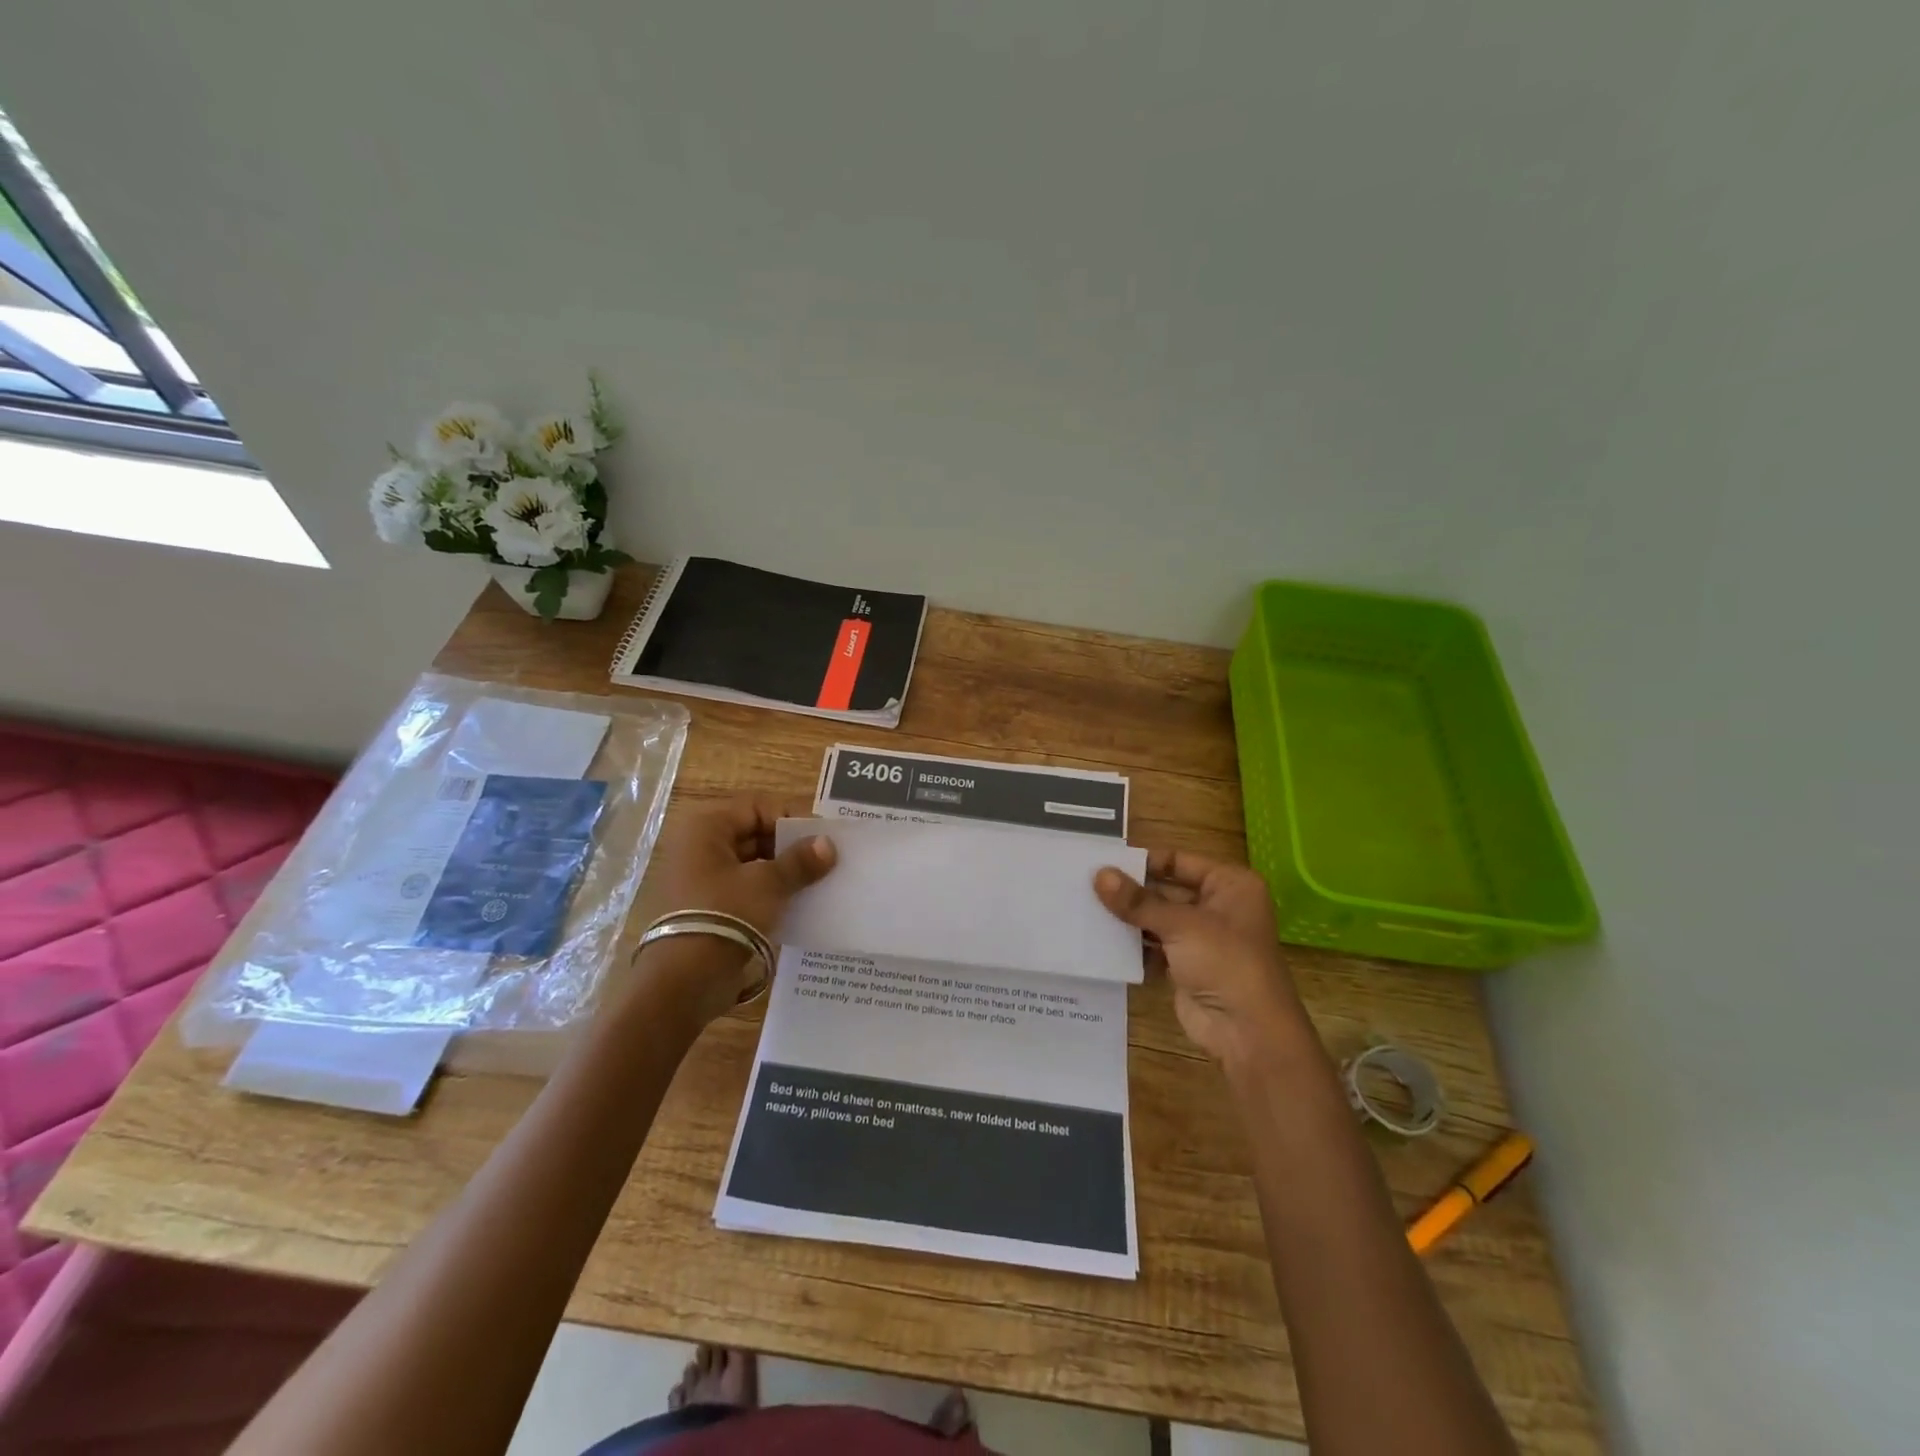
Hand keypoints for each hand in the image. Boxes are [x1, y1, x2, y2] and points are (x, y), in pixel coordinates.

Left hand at [627, 796, 835, 1025]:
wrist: (684, 980)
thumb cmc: (725, 915)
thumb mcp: (768, 883)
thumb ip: (800, 861)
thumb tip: (828, 844)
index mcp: (707, 827)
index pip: (758, 807)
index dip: (792, 819)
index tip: (822, 839)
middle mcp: (699, 845)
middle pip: (754, 832)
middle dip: (790, 847)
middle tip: (824, 862)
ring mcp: (700, 877)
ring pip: (752, 862)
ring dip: (782, 871)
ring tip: (816, 883)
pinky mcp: (707, 906)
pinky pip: (745, 888)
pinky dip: (769, 892)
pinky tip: (797, 903)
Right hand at [1094, 849, 1310, 1070]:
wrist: (1248, 1031)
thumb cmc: (1225, 962)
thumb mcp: (1180, 924)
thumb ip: (1137, 901)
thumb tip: (1098, 875)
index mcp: (1230, 884)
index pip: (1178, 860)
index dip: (1144, 861)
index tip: (1104, 862)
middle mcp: (1218, 906)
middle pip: (1166, 889)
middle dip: (1131, 891)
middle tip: (1087, 885)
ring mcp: (1203, 938)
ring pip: (1158, 919)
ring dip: (1129, 918)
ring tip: (1087, 908)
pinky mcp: (1187, 965)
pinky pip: (1154, 946)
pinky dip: (1133, 944)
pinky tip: (1101, 939)